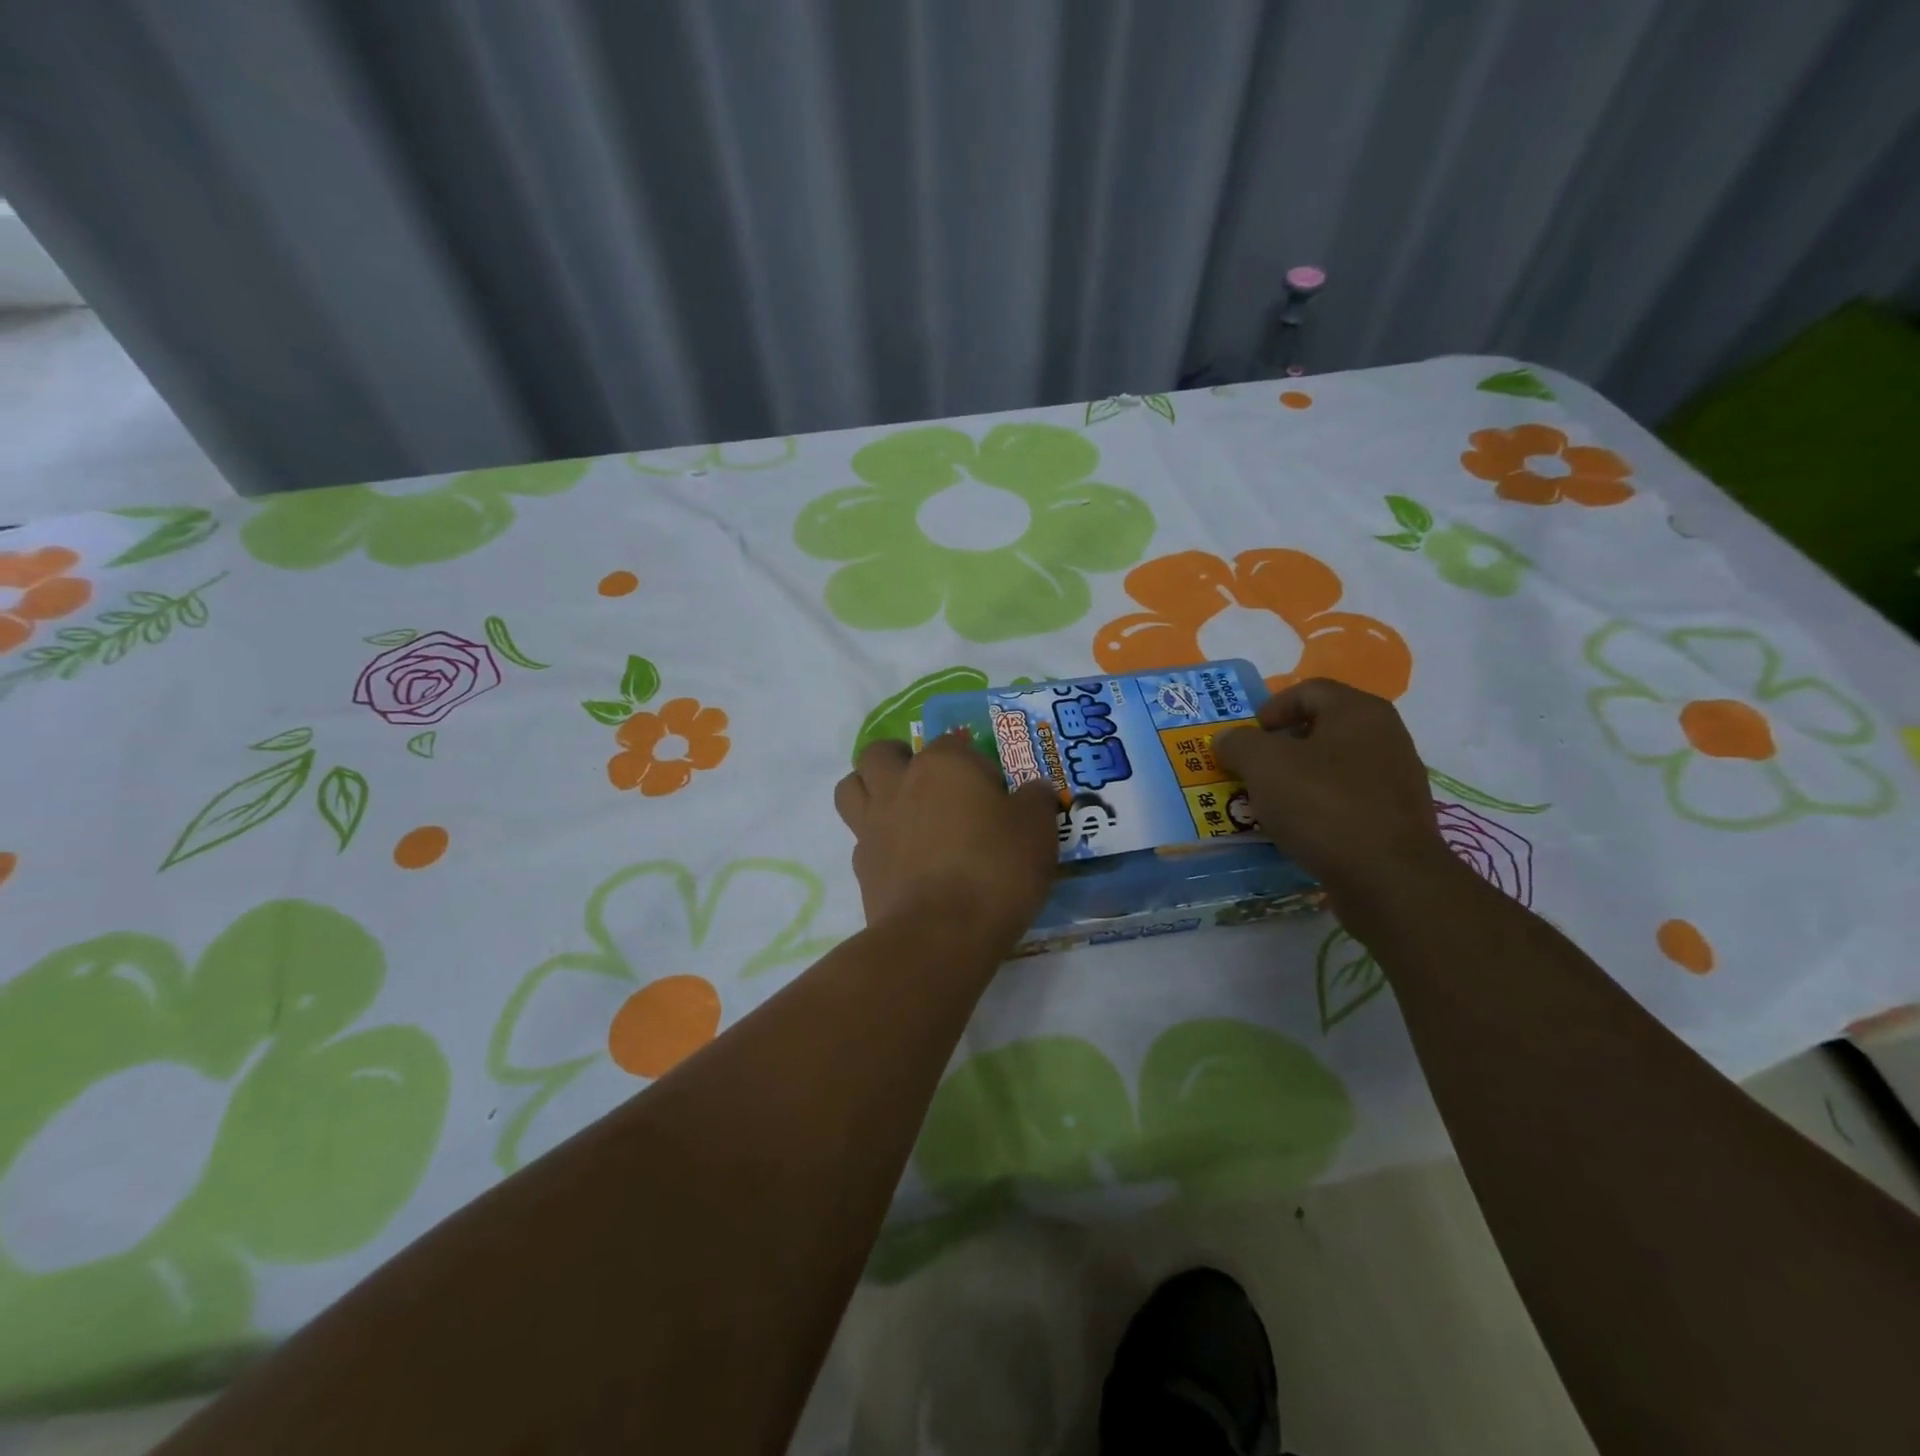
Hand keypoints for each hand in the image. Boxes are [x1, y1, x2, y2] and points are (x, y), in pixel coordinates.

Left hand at [834, 733, 1058, 946]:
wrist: (939, 935)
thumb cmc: (994, 870)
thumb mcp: (1037, 831)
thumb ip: (1035, 801)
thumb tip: (1033, 790)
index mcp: (943, 764)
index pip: (954, 743)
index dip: (975, 765)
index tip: (994, 795)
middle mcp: (899, 784)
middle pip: (881, 753)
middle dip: (899, 759)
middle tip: (927, 785)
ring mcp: (873, 824)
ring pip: (851, 787)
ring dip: (869, 789)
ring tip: (899, 809)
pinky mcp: (861, 866)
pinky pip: (860, 838)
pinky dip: (877, 841)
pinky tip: (902, 860)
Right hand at [1215, 679, 1457, 918]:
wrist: (1387, 879)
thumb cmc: (1322, 805)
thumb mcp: (1263, 765)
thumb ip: (1238, 743)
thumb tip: (1227, 739)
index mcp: (1359, 711)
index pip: (1308, 690)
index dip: (1270, 708)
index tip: (1246, 739)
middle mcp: (1385, 736)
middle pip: (1321, 729)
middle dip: (1279, 748)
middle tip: (1251, 771)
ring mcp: (1396, 780)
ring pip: (1333, 767)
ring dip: (1296, 780)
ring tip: (1268, 804)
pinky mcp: (1396, 819)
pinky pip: (1347, 801)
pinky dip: (1318, 808)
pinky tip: (1299, 830)